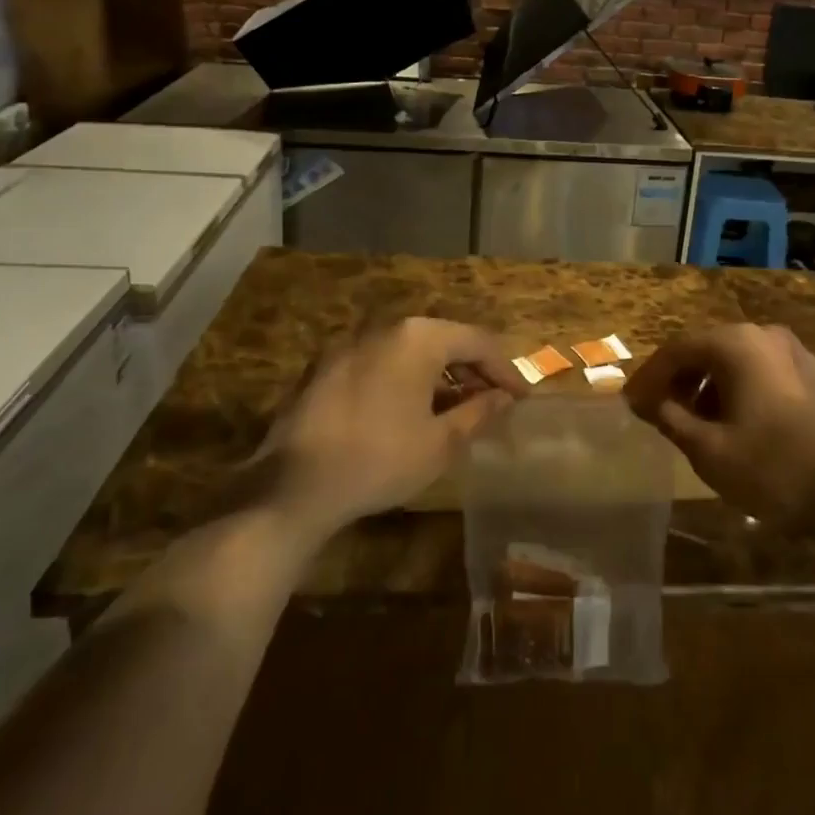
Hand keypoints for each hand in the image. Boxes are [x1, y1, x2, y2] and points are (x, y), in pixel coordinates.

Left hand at [252, 318, 525, 535]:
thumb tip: (505, 397)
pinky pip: (379, 360)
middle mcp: (385, 327)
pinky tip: (407, 407)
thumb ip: (479, 411)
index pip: (478, 342)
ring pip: (409, 348)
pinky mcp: (325, 364)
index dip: (505, 369)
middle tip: (492, 399)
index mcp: (419, 337)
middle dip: (472, 368)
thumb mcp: (440, 442)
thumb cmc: (379, 460)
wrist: (292, 486)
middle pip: (443, 338)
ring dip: (437, 372)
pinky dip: (403, 376)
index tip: (522, 397)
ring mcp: (350, 342)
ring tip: (454, 404)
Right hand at [625, 324, 814, 538]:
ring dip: (708, 386)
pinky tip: (733, 423)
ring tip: (693, 422)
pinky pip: (761, 371)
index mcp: (736, 344)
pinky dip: (737, 389)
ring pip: (735, 360)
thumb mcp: (709, 450)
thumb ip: (670, 418)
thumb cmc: (772, 469)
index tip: (630, 404)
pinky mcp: (813, 375)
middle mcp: (764, 335)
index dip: (649, 377)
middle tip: (657, 411)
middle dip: (679, 380)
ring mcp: (794, 353)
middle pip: (707, 349)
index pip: (677, 350)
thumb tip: (646, 402)